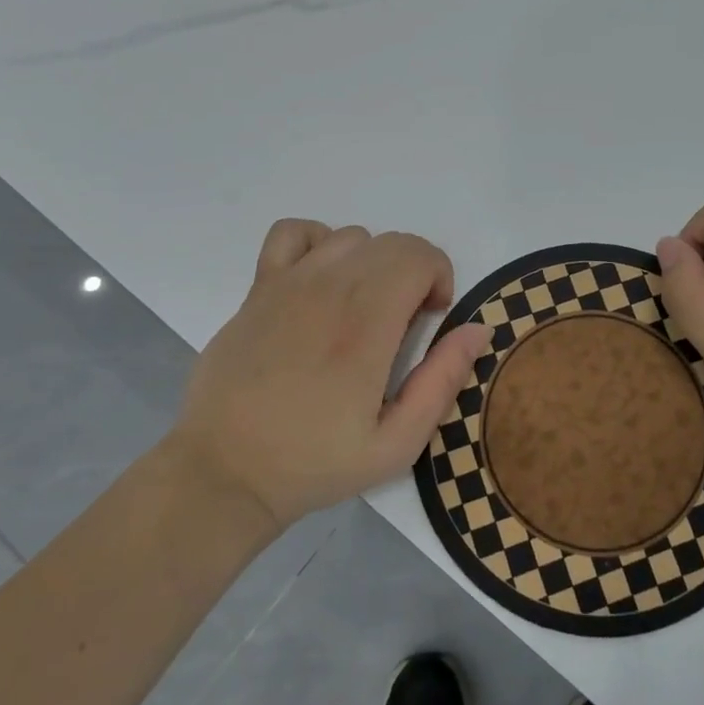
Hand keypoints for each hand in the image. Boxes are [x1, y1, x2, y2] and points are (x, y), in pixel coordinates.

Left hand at [176, 220, 492, 530]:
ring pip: (351, 236)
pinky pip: (293, 232)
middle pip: (392, 242)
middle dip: (414, 272)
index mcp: (367, 325)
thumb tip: (479, 329)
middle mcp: (329, 290)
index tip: (431, 319)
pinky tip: (321, 281)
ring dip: (373, 262)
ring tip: (364, 307)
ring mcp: (288, 283)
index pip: (419, 255)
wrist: (224, 471)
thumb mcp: (396, 444)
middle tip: (404, 323)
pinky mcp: (258, 288)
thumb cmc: (314, 462)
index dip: (440, 278)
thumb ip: (442, 381)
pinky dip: (318, 243)